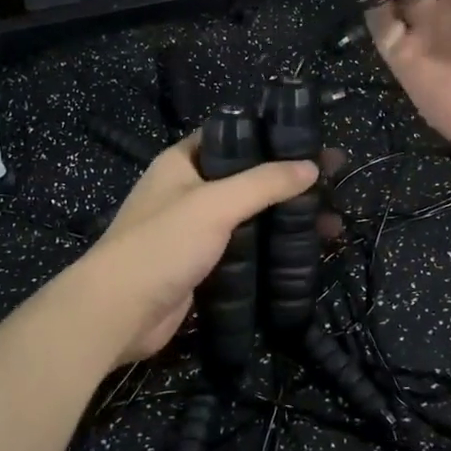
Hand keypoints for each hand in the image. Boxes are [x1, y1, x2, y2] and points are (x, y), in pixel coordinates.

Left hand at [73, 135, 317, 364]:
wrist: (117, 313)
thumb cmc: (162, 244)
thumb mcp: (214, 204)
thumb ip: (263, 183)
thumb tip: (311, 166)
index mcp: (183, 162)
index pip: (233, 136)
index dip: (272, 137)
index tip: (312, 143)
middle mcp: (188, 191)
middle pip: (248, 178)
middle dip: (289, 181)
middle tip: (334, 184)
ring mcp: (195, 230)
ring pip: (250, 216)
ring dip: (286, 217)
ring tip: (331, 222)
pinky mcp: (202, 265)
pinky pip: (245, 249)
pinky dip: (272, 248)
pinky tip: (305, 253)